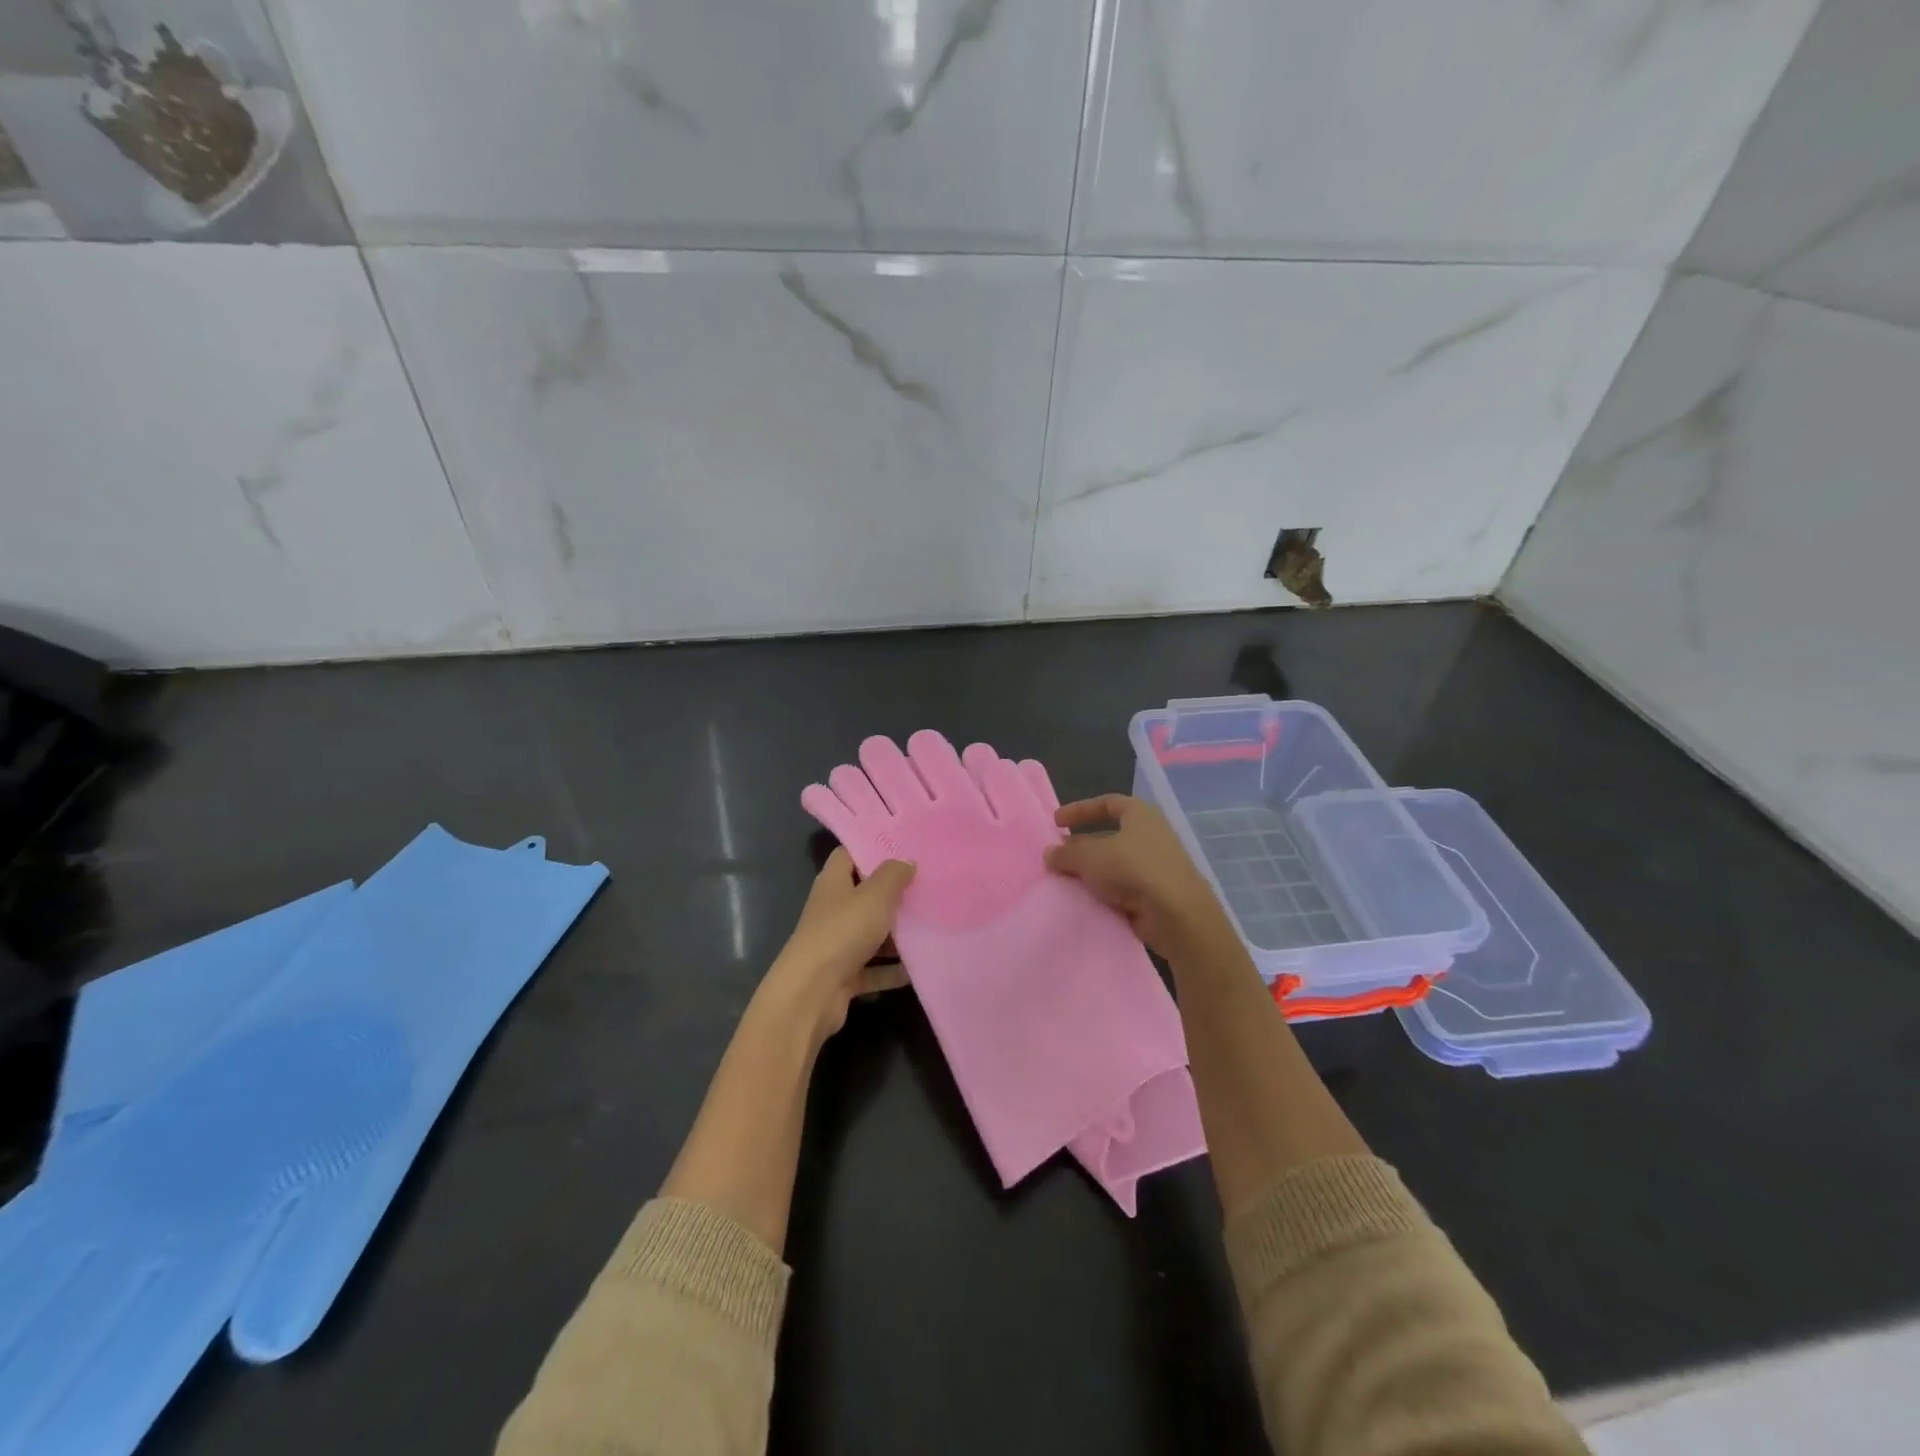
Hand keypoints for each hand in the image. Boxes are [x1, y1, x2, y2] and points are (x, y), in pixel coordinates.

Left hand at [759, 848, 914, 1043]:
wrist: (811, 994)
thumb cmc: (843, 931)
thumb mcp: (874, 895)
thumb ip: (893, 875)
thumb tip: (906, 861)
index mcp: (833, 882)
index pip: (849, 854)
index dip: (873, 849)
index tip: (905, 848)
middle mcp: (832, 909)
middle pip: (864, 895)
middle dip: (894, 893)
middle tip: (928, 886)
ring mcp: (837, 944)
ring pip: (871, 933)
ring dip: (897, 934)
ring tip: (932, 924)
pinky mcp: (844, 976)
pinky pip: (874, 968)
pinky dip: (894, 969)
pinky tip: (920, 967)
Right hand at [1044, 795, 1231, 957]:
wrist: (1177, 914)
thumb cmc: (1133, 869)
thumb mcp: (1091, 857)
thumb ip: (1067, 853)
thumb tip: (1049, 853)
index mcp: (1140, 814)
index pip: (1107, 803)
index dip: (1080, 810)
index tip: (1057, 822)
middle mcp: (1151, 835)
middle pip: (1110, 834)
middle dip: (1082, 844)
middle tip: (1058, 855)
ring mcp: (1156, 865)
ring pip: (1116, 863)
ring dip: (1092, 870)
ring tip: (1066, 879)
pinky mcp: (1157, 893)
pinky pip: (1124, 887)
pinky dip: (1105, 891)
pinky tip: (1086, 899)